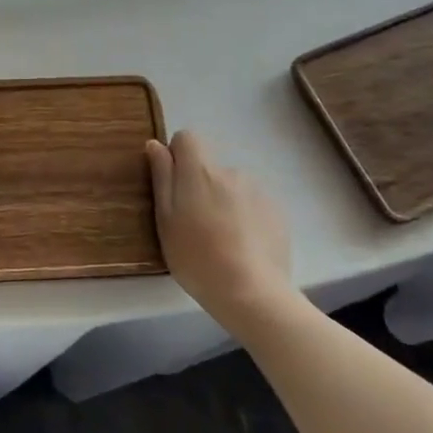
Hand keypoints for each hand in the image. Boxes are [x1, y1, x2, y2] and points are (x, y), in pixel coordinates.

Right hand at [146, 131, 294, 326]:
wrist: (252, 293)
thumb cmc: (196, 257)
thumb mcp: (165, 219)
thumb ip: (162, 177)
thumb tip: (155, 144)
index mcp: (200, 171)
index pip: (187, 138)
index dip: (177, 156)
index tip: (174, 186)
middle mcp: (230, 171)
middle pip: (209, 167)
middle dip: (201, 186)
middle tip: (195, 224)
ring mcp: (258, 191)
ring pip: (232, 187)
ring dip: (224, 202)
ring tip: (222, 240)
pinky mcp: (277, 212)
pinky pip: (253, 204)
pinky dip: (246, 217)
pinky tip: (243, 247)